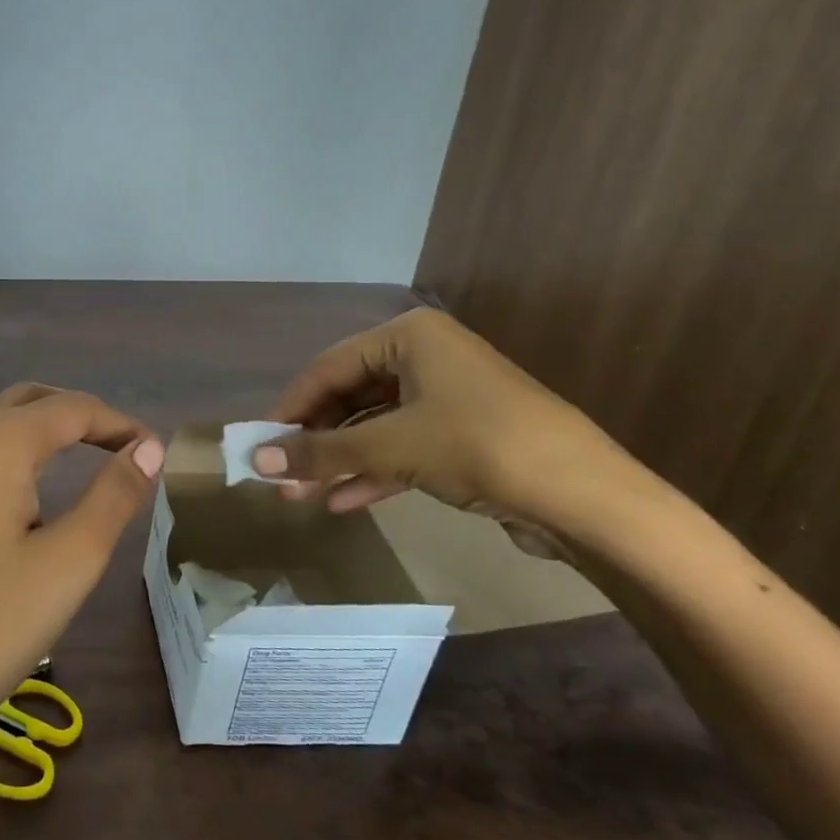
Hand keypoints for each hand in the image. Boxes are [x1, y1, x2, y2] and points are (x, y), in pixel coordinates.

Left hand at [0, 384, 163, 791]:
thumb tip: (148, 448)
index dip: (121, 424)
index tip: (158, 453)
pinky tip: (33, 488)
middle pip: (32, 401)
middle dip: (83, 416)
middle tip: (127, 450)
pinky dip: (16, 450)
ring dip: (48, 429)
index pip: (73, 408)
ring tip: (92, 461)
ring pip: (0, 421)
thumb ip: (114, 495)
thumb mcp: (69, 562)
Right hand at [255, 308, 625, 539]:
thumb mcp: (390, 446)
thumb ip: (320, 451)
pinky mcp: (461, 436)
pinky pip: (401, 447)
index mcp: (409, 337)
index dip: (290, 407)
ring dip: (338, 460)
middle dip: (315, 440)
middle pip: (349, 396)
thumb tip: (255, 459)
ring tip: (300, 495)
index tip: (258, 442)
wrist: (584, 497)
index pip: (327, 367)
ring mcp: (446, 397)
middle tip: (280, 475)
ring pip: (374, 425)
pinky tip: (341, 502)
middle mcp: (426, 357)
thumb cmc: (478, 446)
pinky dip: (372, 472)